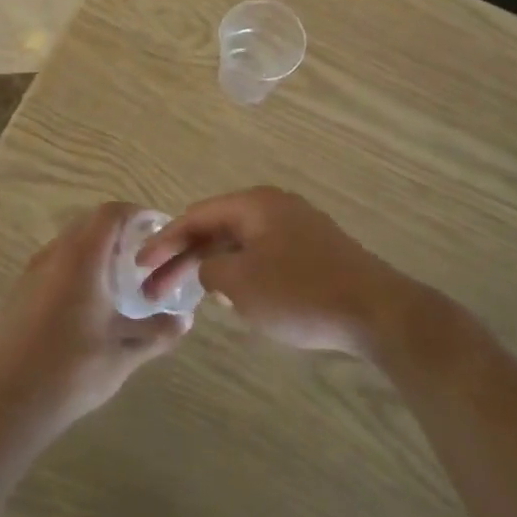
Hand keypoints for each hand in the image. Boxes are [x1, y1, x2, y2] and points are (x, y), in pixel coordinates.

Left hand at [0, 203, 189, 427]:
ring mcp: (32, 273)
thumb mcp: (124, 354)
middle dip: (118, 231)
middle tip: (144, 255)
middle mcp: (55, 255)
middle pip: (89, 224)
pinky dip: (76, 267)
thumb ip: (157, 333)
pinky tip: (87, 302)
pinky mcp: (19, 293)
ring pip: (69, 243)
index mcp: (82, 259)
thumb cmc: (71, 371)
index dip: (136, 213)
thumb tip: (186, 321)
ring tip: (118, 278)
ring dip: (95, 250)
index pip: (111, 214)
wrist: (7, 403)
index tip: (158, 228)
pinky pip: (54, 263)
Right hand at [137, 188, 409, 356]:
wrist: (376, 312)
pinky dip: (239, 273)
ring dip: (211, 266)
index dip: (164, 240)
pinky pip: (262, 256)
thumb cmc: (301, 292)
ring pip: (240, 244)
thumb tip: (211, 268)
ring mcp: (297, 228)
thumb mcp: (242, 283)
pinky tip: (232, 298)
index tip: (140, 265)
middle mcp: (274, 207)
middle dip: (184, 258)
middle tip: (154, 289)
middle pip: (217, 228)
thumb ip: (213, 270)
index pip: (197, 216)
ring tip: (187, 294)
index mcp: (255, 204)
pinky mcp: (312, 252)